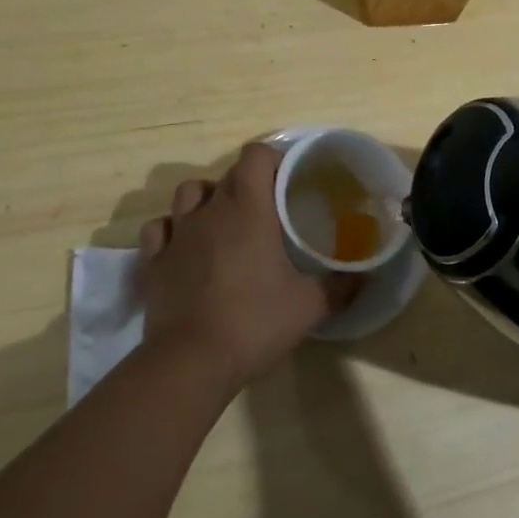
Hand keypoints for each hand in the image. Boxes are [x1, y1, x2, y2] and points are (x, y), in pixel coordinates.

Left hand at [136, 142, 359, 391]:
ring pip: (189, 192)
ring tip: (223, 221)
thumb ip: (339, 286)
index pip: (255, 155)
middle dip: (248, 182)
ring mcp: (178, 233)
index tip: (287, 178)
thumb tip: (364, 276)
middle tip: (267, 209)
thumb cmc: (253, 323)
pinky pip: (160, 228)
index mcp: (248, 208)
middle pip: (228, 174)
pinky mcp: (154, 260)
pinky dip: (172, 229)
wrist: (190, 362)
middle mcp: (210, 210)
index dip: (272, 158)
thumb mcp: (308, 307)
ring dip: (207, 198)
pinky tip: (184, 246)